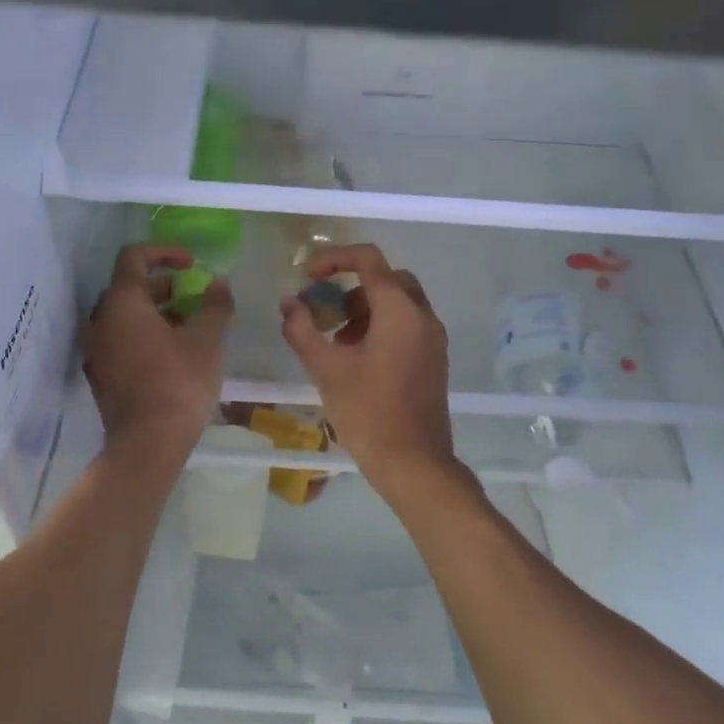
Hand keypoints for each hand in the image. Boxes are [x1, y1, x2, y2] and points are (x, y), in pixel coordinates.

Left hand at [84, 245, 231, 475]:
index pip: (134, 257)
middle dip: (163, 285)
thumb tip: (219, 283)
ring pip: (124, 315)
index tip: (191, 264)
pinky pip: (120, 339)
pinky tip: (172, 352)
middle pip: (128, 286)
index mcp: (122, 303)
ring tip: (188, 325)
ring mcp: (96, 349)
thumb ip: (214, 304)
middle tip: (193, 296)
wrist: (147, 444)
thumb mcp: (207, 339)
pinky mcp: (100, 374)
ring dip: (155, 311)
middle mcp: (100, 320)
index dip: (164, 252)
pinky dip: (143, 333)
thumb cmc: (178, 382)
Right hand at [278, 243, 459, 502]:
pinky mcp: (434, 358)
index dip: (334, 259)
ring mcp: (433, 338)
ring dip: (364, 308)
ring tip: (336, 341)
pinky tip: (357, 359)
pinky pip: (407, 324)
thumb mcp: (326, 369)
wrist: (415, 464)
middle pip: (386, 278)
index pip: (368, 259)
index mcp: (400, 310)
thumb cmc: (368, 412)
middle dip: (351, 286)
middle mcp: (423, 315)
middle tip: (325, 310)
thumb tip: (289, 302)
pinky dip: (381, 325)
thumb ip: (302, 329)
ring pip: (397, 301)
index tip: (309, 276)